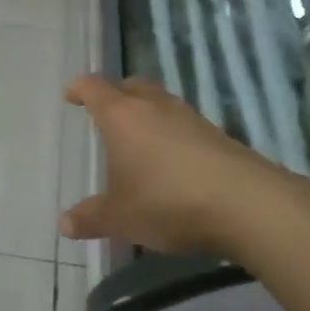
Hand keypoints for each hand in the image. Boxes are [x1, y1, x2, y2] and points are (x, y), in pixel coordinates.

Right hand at [59, 75, 285, 253]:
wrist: (245, 204)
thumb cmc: (167, 201)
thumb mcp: (120, 217)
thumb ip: (91, 218)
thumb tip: (64, 224)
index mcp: (123, 116)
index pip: (95, 88)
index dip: (80, 89)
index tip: (71, 94)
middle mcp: (155, 107)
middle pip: (132, 86)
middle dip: (116, 94)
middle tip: (106, 110)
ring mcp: (191, 119)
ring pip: (161, 103)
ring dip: (147, 113)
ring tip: (138, 138)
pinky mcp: (218, 136)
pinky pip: (185, 124)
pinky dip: (172, 133)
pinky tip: (172, 161)